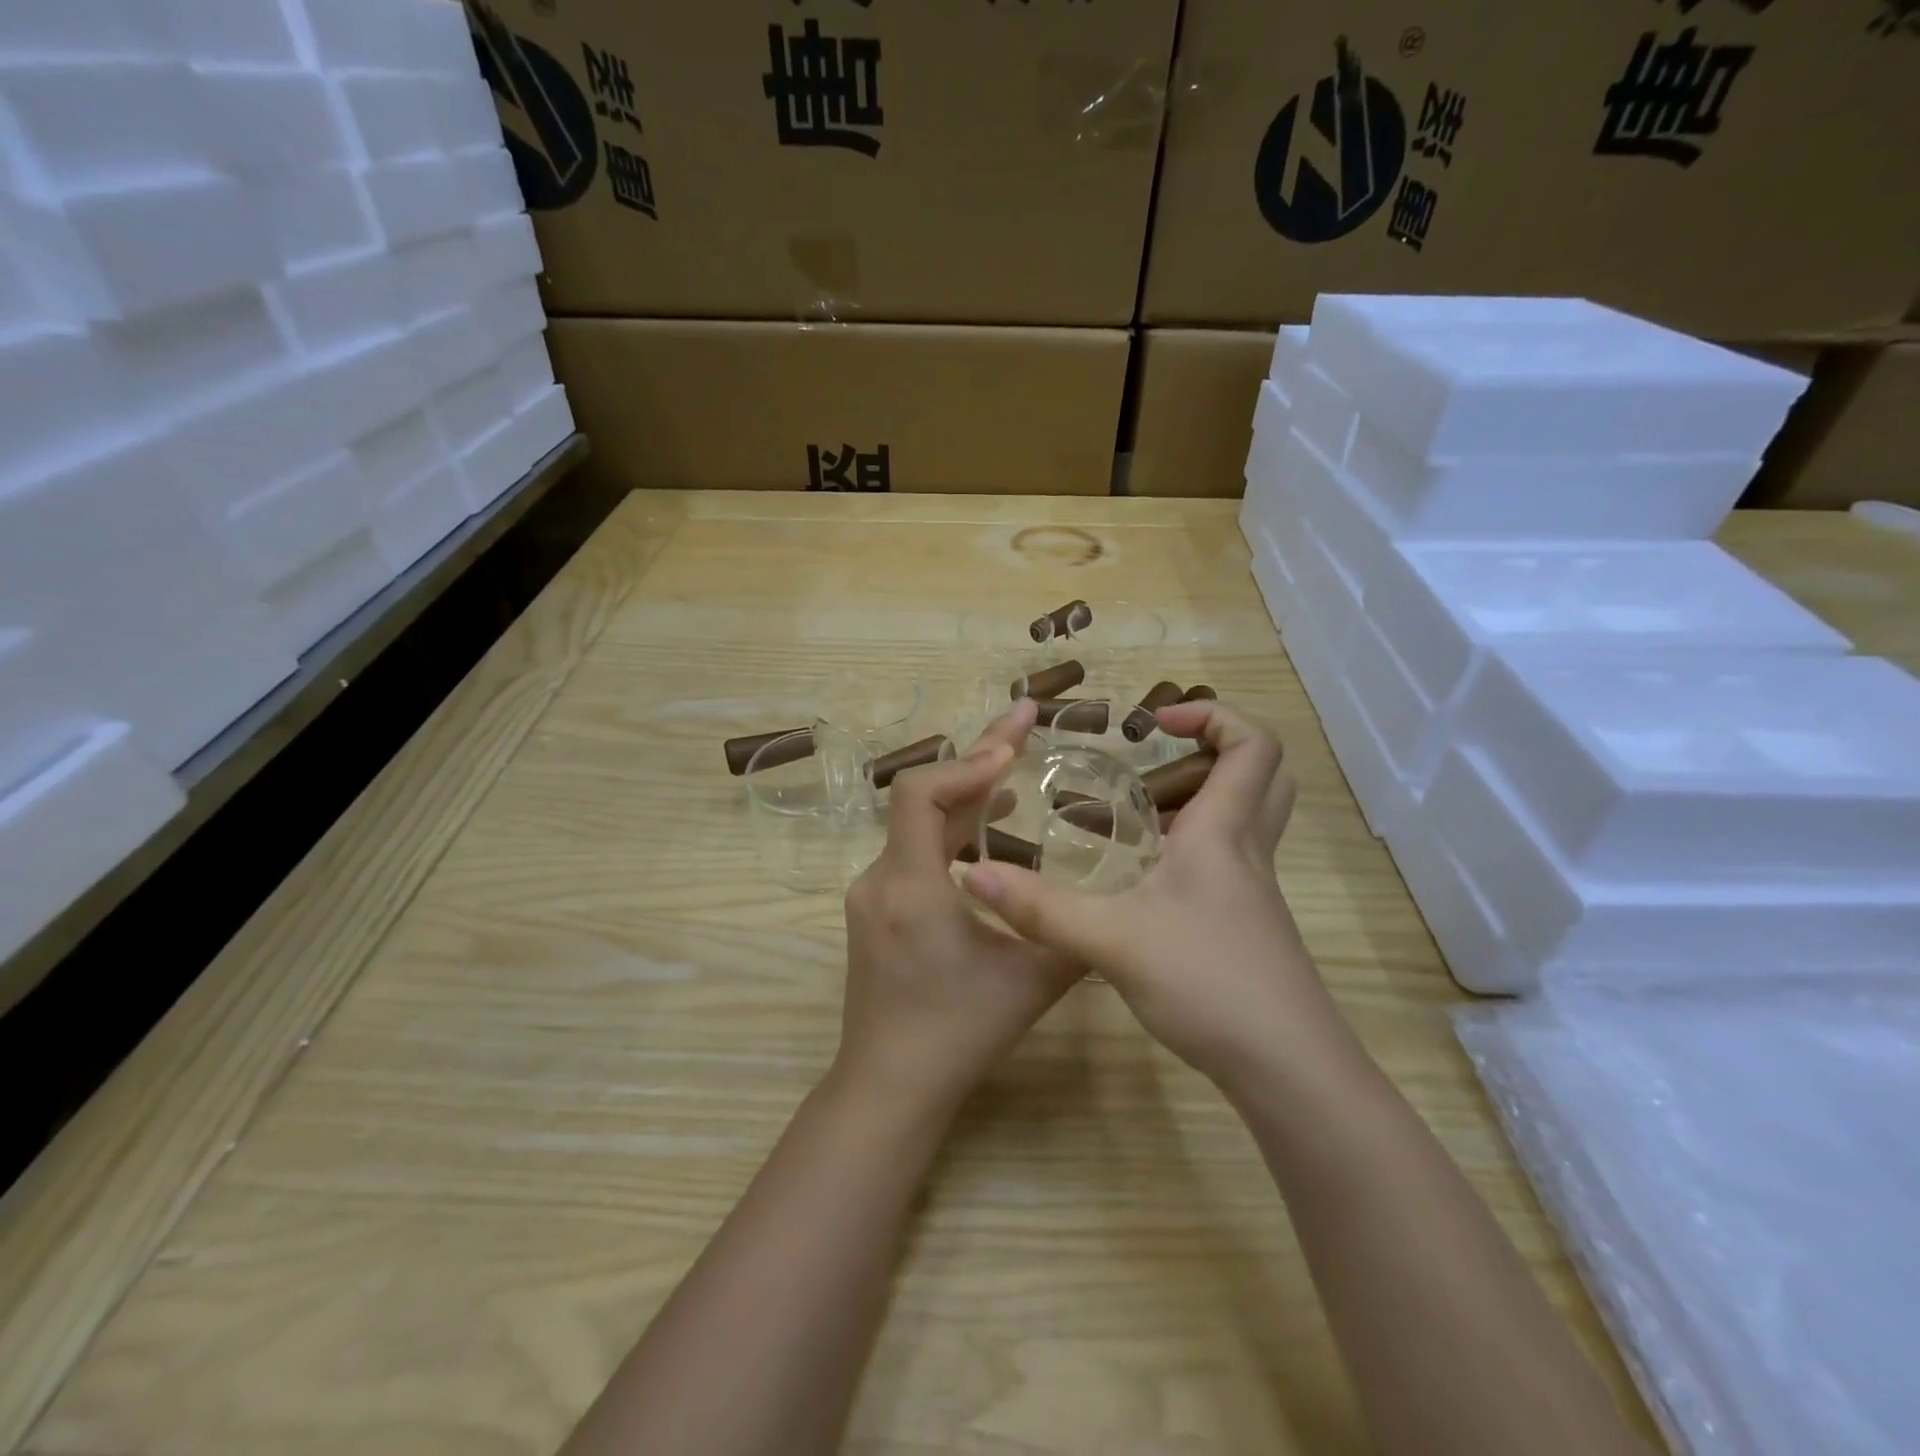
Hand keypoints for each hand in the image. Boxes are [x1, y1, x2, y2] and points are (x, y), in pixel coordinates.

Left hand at [834, 700, 1085, 1120]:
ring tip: (1014, 770)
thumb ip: (1074, 932)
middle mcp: (880, 879)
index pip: (920, 794)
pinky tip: (987, 830)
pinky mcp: (874, 907)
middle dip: (976, 759)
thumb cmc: (959, 1034)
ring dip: (965, 794)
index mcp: (911, 888)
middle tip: (1024, 723)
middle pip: (920, 797)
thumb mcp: (1033, 982)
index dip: (967, 761)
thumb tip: (1120, 896)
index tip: (1015, 745)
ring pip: (916, 823)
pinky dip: (949, 828)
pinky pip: (911, 849)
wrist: (889, 1085)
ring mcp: (870, 893)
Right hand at [961, 700, 1342, 1092]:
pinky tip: (1146, 879)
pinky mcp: (1248, 925)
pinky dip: (1195, 846)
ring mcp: (1253, 891)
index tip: (1155, 722)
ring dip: (1201, 798)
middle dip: (1215, 749)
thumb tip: (973, 873)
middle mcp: (1246, 851)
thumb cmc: (1208, 982)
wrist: (1286, 1067)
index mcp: (1224, 833)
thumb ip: (1040, 908)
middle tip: (1157, 760)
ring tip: (1137, 813)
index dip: (1212, 714)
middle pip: (1263, 774)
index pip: (1253, 744)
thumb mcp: (1110, 940)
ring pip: (1247, 818)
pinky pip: (1230, 860)